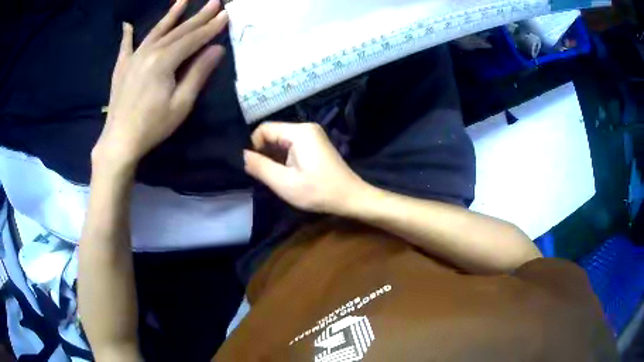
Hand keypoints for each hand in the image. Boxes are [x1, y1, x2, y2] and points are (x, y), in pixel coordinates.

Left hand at [93, 0, 227, 170]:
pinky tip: (127, 25)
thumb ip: (198, 73)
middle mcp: (149, 52)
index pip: (193, 38)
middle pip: (178, 30)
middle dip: (198, 16)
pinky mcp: (122, 67)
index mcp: (164, 61)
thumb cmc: (152, 126)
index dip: (211, 27)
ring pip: (156, 30)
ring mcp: (133, 57)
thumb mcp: (181, 103)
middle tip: (215, 1)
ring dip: (171, 15)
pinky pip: (126, 46)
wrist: (119, 141)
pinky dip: (127, 34)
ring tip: (183, 0)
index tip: (226, 14)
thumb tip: (217, 49)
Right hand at [244, 122, 366, 214]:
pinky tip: (284, 174)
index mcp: (299, 132)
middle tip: (260, 174)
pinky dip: (283, 159)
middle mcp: (306, 128)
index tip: (251, 166)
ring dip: (273, 157)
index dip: (253, 146)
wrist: (351, 198)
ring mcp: (312, 136)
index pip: (264, 129)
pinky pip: (291, 146)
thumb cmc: (318, 192)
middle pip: (273, 134)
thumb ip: (259, 167)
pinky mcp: (315, 145)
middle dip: (263, 152)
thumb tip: (240, 155)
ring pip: (281, 141)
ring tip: (271, 176)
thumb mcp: (284, 183)